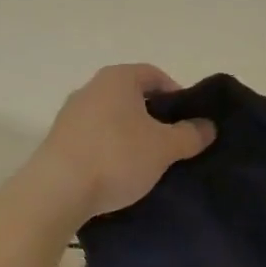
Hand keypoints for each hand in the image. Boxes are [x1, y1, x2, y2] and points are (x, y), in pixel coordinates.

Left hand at [26, 65, 214, 220]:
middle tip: (173, 143)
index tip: (189, 121)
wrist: (57, 191)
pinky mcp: (59, 142)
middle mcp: (91, 89)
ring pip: (113, 119)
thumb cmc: (117, 157)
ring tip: (149, 162)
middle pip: (132, 97)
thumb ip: (190, 134)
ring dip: (132, 136)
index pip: (155, 75)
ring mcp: (71, 115)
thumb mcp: (164, 147)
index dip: (177, 95)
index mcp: (117, 79)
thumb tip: (207, 126)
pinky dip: (111, 151)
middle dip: (154, 118)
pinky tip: (120, 174)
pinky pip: (95, 139)